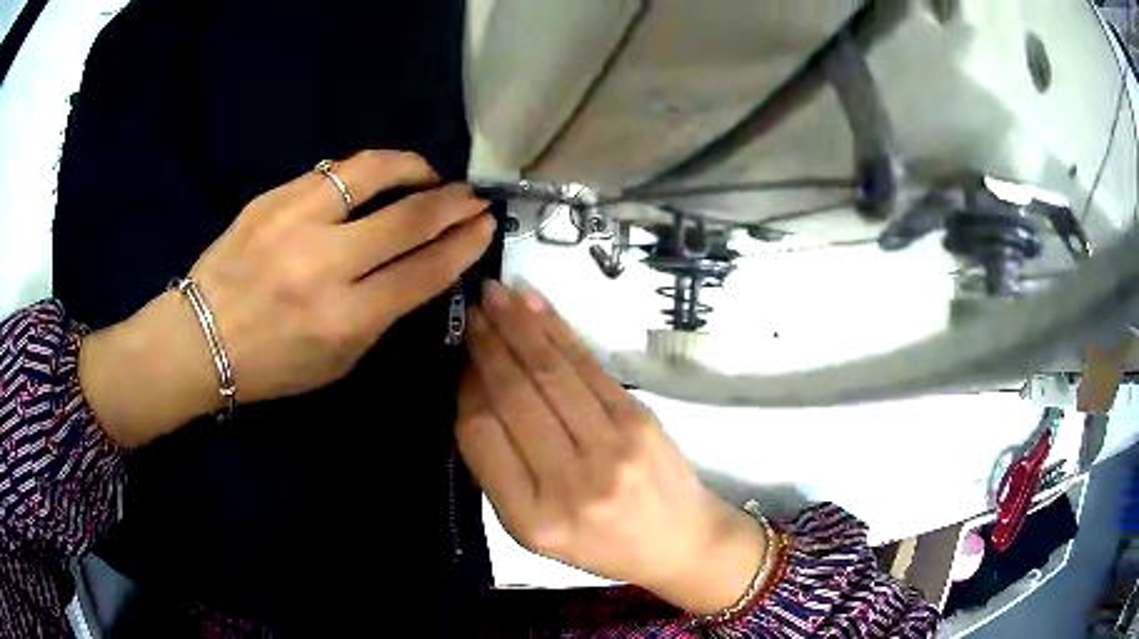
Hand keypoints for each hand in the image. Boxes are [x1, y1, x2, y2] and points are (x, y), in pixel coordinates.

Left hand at [81, 150, 494, 447]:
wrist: (199, 338)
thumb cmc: (271, 365)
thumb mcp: (337, 362)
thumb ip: (381, 314)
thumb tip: (419, 266)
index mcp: (343, 320)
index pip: (423, 272)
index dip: (463, 245)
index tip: (486, 226)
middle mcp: (324, 265)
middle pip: (408, 219)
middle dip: (452, 203)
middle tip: (471, 196)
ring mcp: (294, 222)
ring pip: (372, 173)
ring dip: (412, 167)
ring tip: (428, 174)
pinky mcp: (272, 198)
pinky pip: (333, 172)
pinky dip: (367, 172)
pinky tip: (376, 179)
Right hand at [458, 281, 766, 615]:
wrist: (678, 539)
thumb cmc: (599, 542)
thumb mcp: (533, 529)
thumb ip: (498, 470)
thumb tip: (473, 388)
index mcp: (533, 518)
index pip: (482, 436)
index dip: (467, 388)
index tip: (461, 359)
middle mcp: (570, 483)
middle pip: (515, 396)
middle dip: (489, 344)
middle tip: (472, 309)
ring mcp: (611, 447)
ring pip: (551, 371)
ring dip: (519, 325)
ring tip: (496, 293)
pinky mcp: (640, 418)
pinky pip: (588, 365)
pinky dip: (557, 330)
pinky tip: (534, 305)